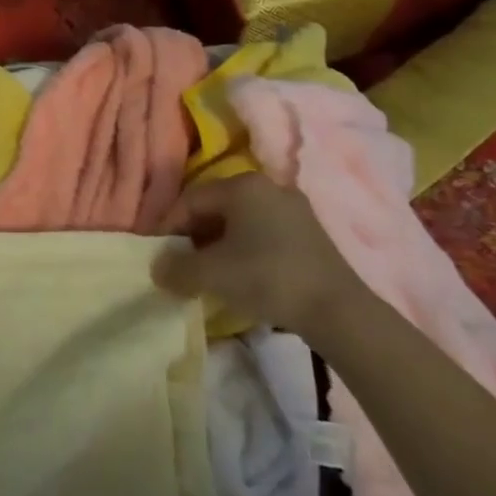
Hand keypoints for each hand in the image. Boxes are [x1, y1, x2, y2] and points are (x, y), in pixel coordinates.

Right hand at [151, 173, 364, 335]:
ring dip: (218, 244)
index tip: (161, 256)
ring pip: (239, 221)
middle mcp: (268, 186)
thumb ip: (176, 268)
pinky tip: (243, 275)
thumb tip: (157, 269)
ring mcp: (293, 208)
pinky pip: (263, 232)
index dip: (168, 227)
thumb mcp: (211, 274)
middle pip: (215, 207)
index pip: (190, 200)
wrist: (338, 310)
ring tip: (211, 273)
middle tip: (183, 264)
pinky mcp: (310, 233)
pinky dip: (244, 250)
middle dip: (194, 236)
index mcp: (241, 185)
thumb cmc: (267, 278)